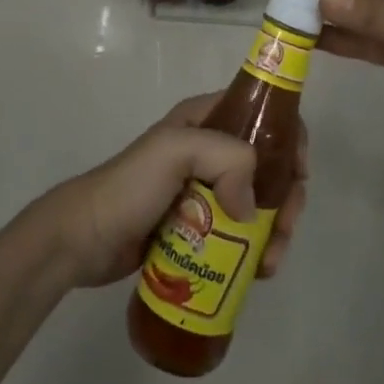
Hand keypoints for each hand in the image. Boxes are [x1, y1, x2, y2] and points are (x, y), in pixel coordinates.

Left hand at [36, 94, 310, 288]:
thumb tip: (252, 208)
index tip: (300, 173)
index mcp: (205, 119)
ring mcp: (205, 189)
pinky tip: (257, 271)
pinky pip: (240, 232)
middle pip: (268, 163)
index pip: (262, 113)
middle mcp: (210, 148)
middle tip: (285, 229)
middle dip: (286, 195)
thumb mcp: (175, 151)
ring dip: (275, 229)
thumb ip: (225, 158)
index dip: (290, 136)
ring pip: (258, 201)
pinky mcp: (199, 226)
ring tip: (269, 264)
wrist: (83, 240)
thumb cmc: (129, 187)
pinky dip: (256, 248)